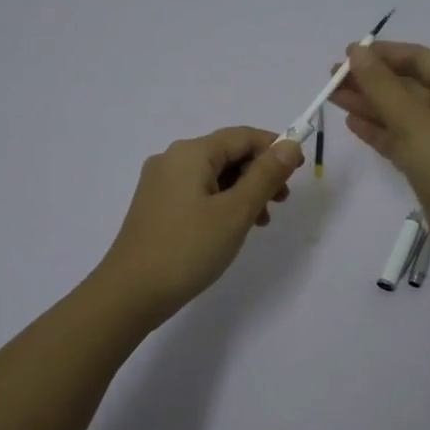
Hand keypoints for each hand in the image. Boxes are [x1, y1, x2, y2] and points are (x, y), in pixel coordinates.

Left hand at [95, 127, 303, 322]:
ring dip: (244, 191)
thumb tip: (289, 145)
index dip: (275, 148)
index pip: (243, 136)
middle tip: (281, 202)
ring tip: (261, 222)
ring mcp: (161, 184)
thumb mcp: (235, 212)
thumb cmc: (188, 248)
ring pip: (214, 175)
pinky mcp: (157, 206)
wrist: (130, 293)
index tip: (299, 172)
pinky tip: (232, 228)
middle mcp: (172, 159)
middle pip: (228, 153)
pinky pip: (198, 192)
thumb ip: (265, 175)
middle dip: (260, 173)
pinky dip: (222, 203)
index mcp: (190, 153)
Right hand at [328, 42, 429, 260]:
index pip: (418, 58)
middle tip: (332, 78)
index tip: (348, 54)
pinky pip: (401, 137)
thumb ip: (381, 86)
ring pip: (400, 112)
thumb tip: (357, 52)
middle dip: (370, 80)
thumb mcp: (413, 121)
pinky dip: (379, 130)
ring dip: (369, 104)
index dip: (383, 53)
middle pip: (407, 84)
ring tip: (332, 98)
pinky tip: (352, 123)